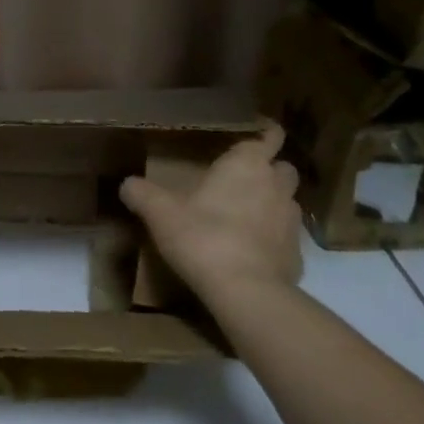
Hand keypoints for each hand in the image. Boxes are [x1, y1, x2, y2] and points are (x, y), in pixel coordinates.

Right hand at [119, 123, 301, 309]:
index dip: (265, 131)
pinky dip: (273, 238)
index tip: (255, 131)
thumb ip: (142, 194)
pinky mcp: (297, 254)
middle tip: (243, 178)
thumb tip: (126, 183)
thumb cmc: (203, 237)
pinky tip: (251, 251)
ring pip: (287, 201)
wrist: (246, 292)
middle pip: (283, 167)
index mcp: (247, 165)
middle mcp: (276, 186)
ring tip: (245, 215)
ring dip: (271, 203)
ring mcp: (291, 221)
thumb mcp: (160, 213)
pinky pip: (286, 237)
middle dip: (268, 169)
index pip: (269, 135)